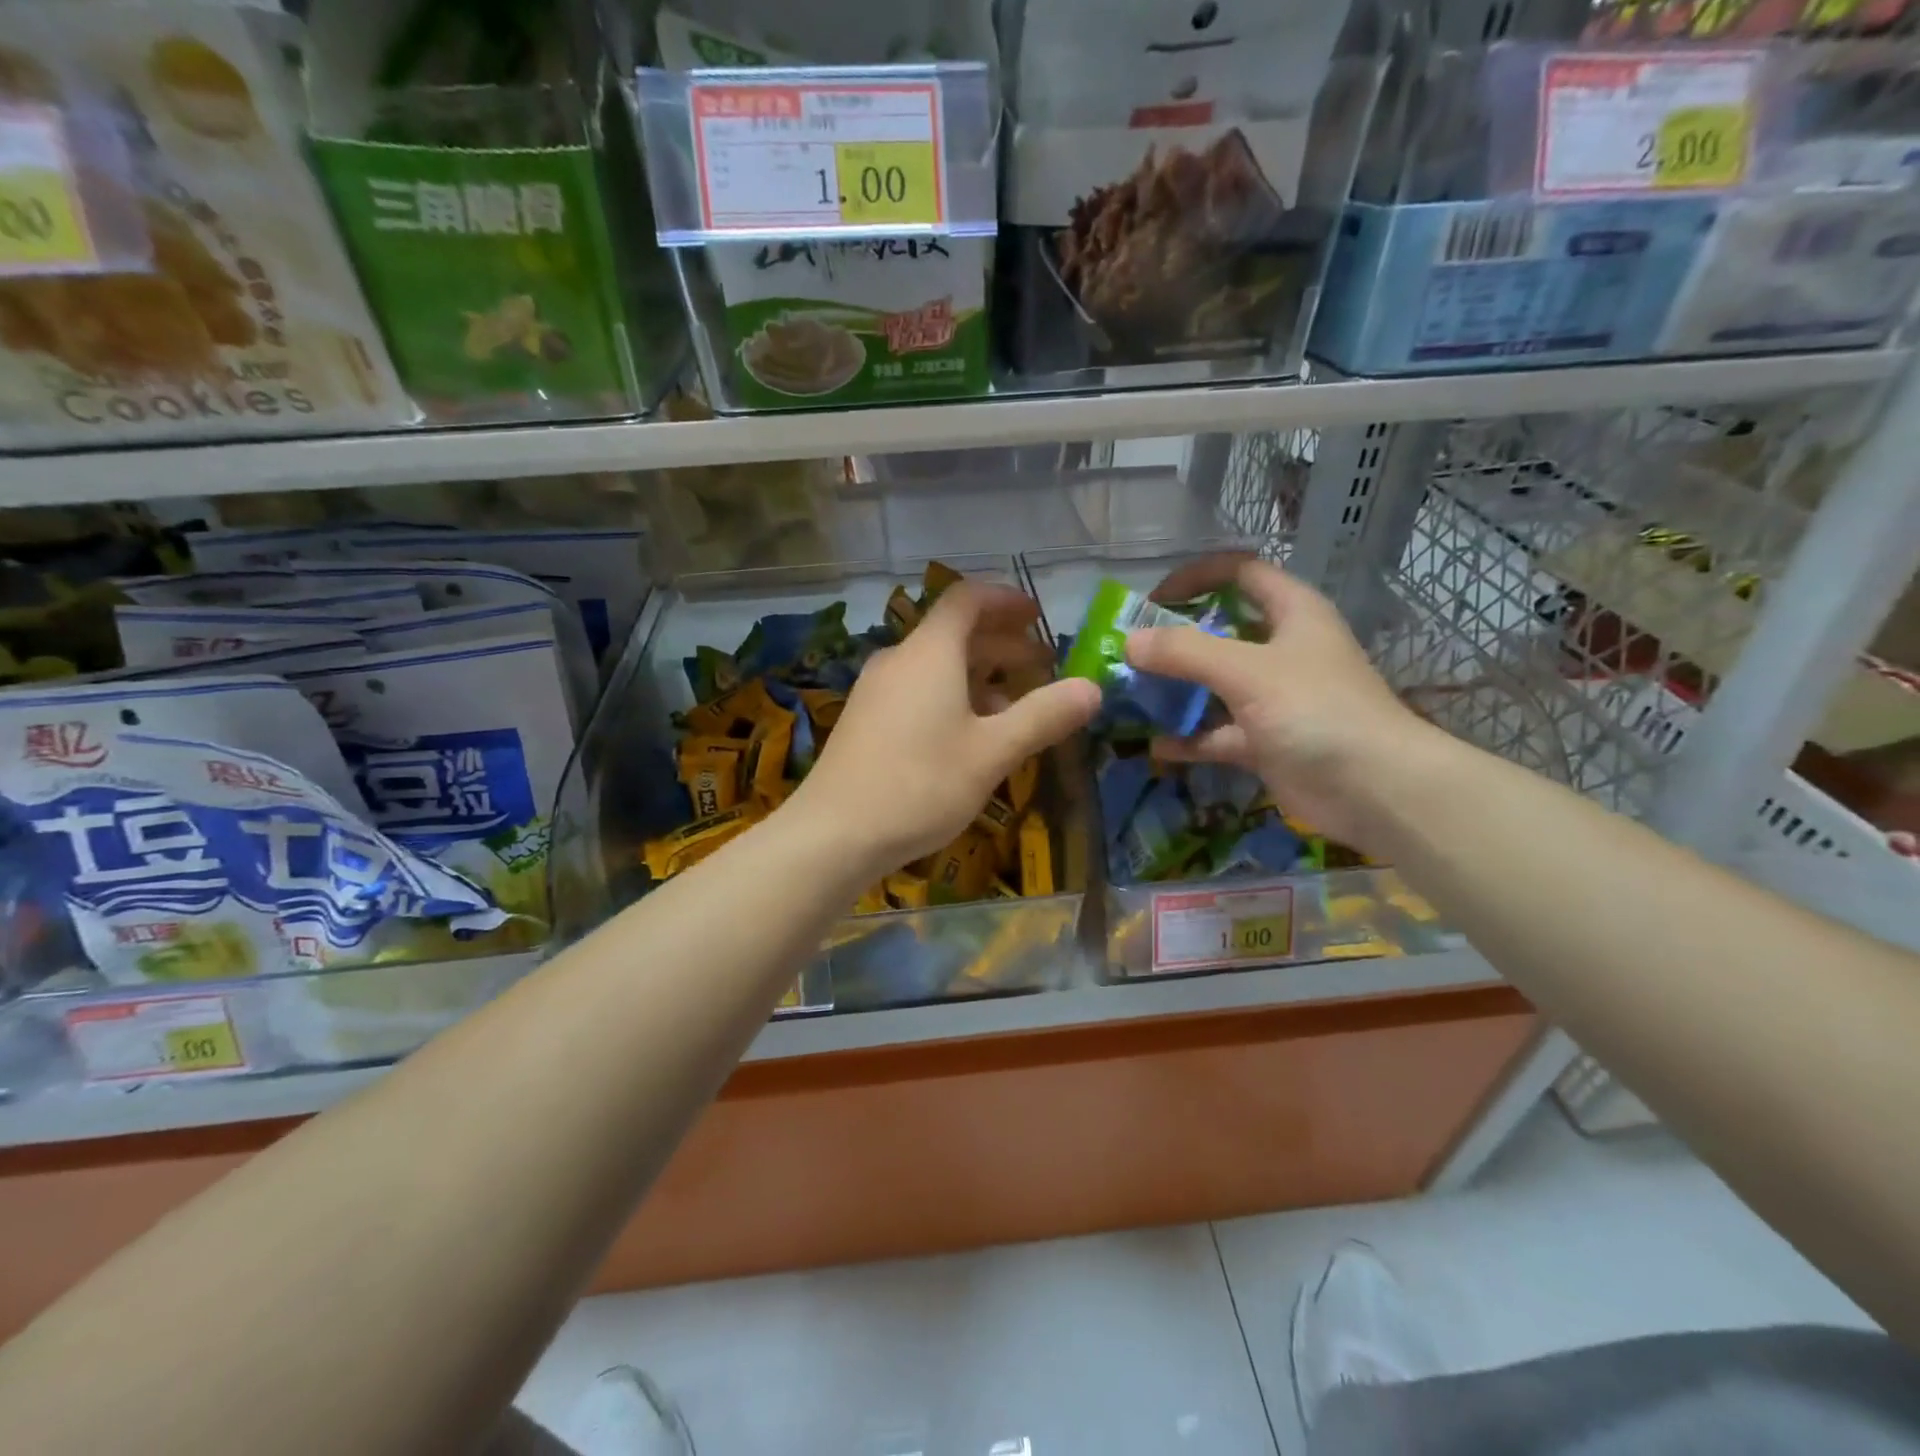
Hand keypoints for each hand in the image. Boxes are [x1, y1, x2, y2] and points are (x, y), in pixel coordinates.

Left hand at [791, 581, 1100, 876]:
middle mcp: (899, 659)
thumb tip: (1093, 688)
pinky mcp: (866, 719)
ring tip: (1014, 705)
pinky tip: (969, 735)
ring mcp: (877, 690)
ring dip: (979, 675)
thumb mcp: (992, 752)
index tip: (1038, 616)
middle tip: (1042, 666)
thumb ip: (1043, 716)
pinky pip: (917, 690)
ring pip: (936, 666)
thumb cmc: (920, 785)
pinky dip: (952, 696)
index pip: (968, 599)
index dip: (1006, 600)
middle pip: (955, 633)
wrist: (834, 833)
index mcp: (930, 652)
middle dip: (1002, 644)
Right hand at [1126, 556, 1437, 850]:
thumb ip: (1185, 652)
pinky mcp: (1267, 741)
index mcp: (1292, 613)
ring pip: (1216, 684)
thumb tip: (1129, 642)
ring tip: (1133, 696)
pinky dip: (1191, 738)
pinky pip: (1219, 733)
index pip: (1241, 573)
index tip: (1152, 599)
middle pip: (1221, 631)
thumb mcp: (1247, 671)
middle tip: (1132, 653)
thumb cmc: (1316, 711)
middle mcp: (1283, 650)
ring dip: (1177, 690)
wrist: (1374, 790)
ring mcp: (1275, 698)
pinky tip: (1157, 746)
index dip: (1197, 577)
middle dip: (1176, 640)